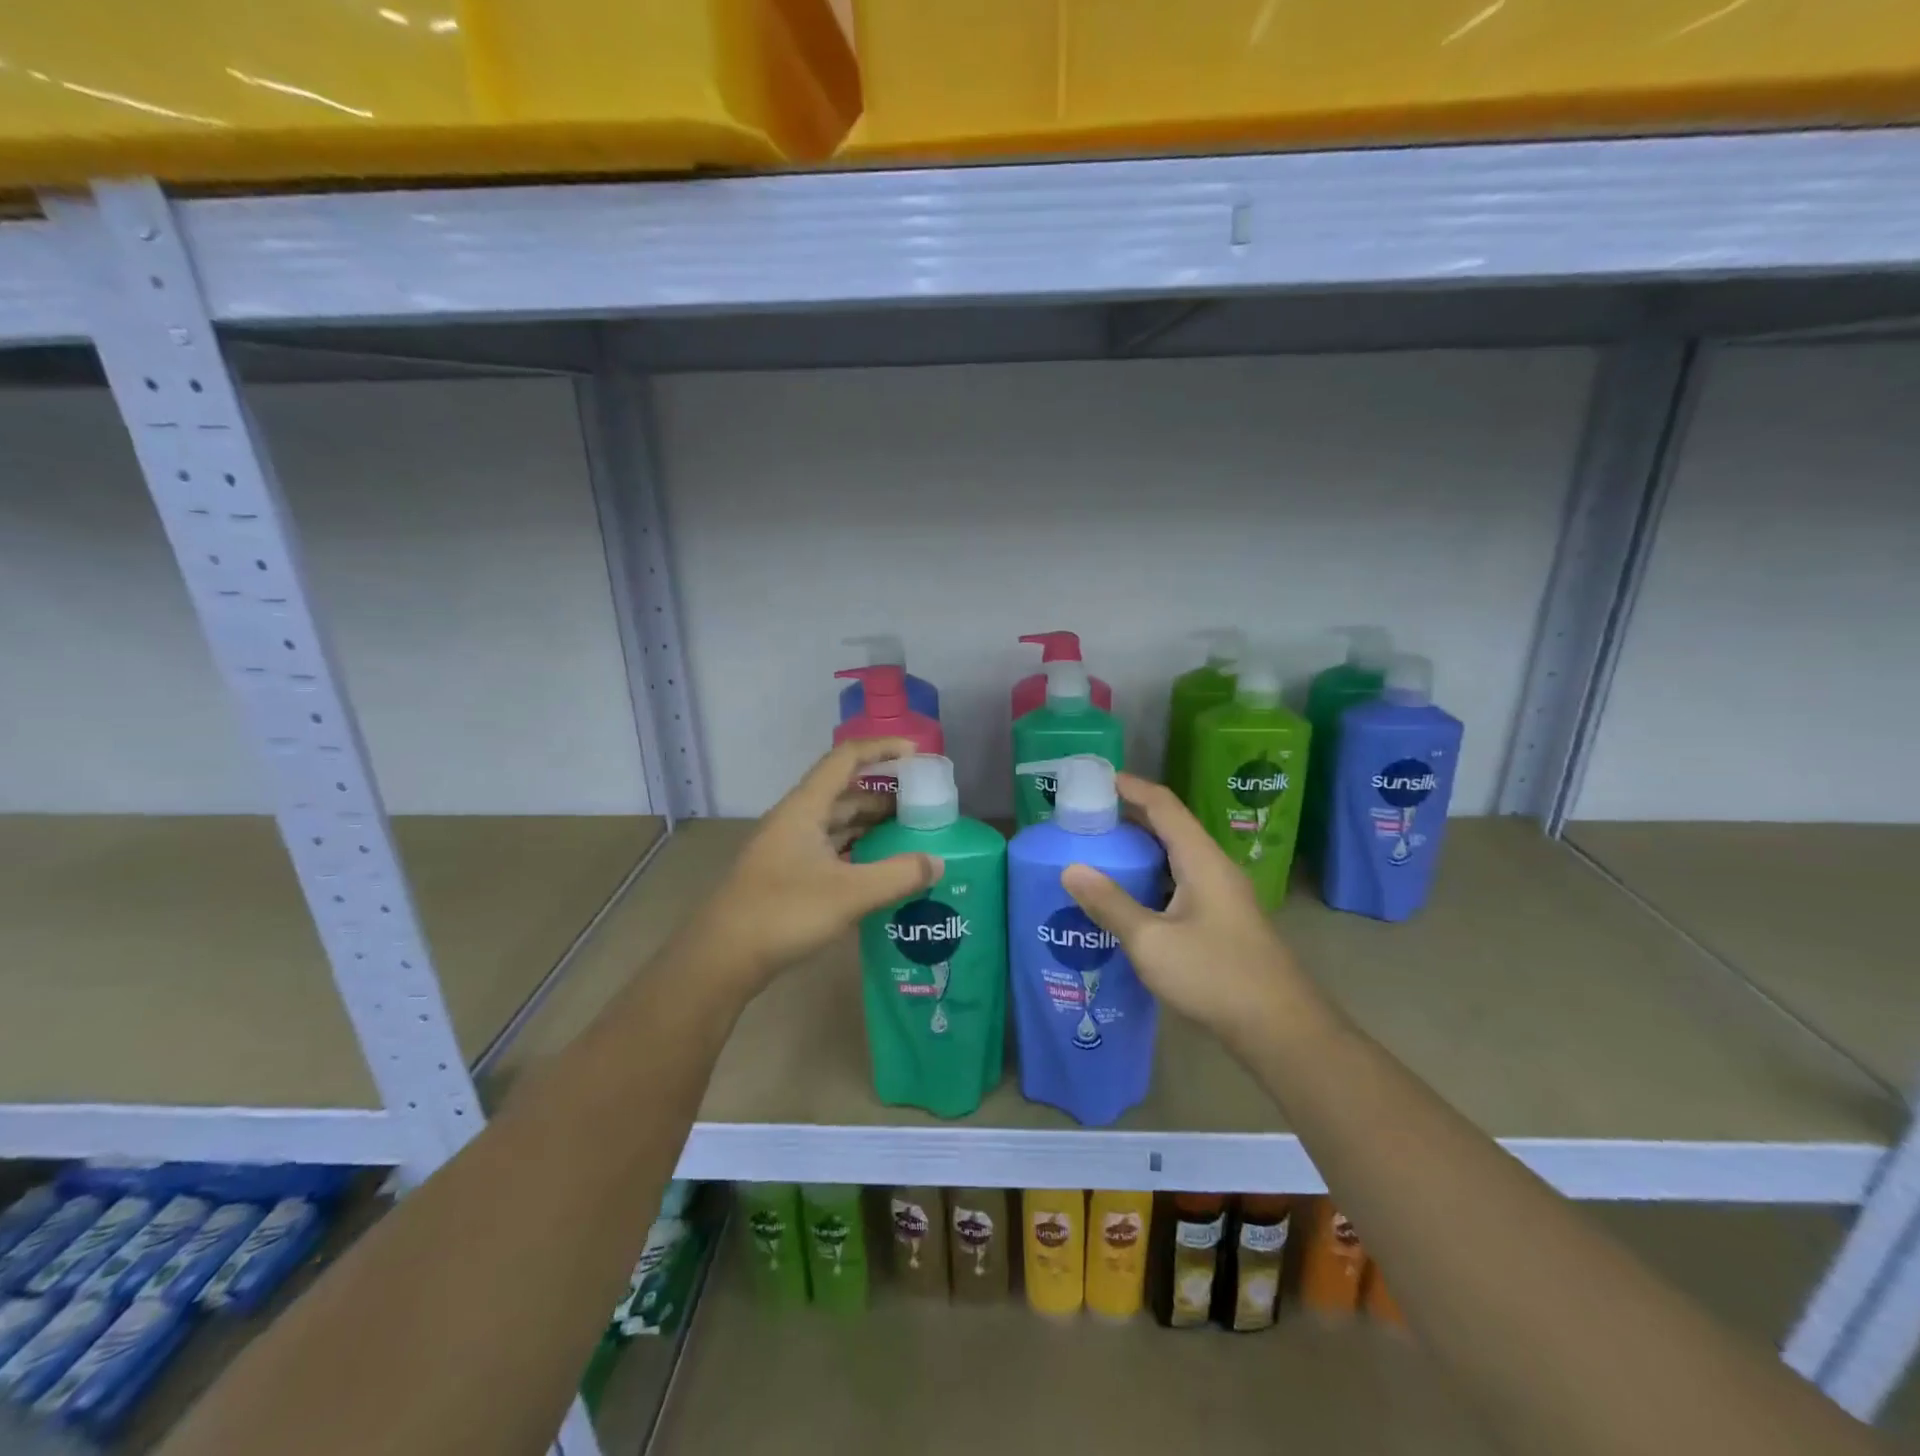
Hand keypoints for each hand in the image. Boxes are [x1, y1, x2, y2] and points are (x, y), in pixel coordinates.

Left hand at [690, 738, 942, 988]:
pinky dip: (857, 851)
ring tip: (909, 835)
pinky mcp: (787, 874)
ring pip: (836, 824)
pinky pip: (830, 850)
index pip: (846, 759)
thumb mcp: (849, 894)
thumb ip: (898, 876)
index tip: (917, 754)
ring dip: (871, 825)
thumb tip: (937, 862)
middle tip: (923, 806)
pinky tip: (879, 869)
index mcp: (805, 808)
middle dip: (884, 794)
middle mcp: (795, 820)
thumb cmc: (784, 913)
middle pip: (844, 793)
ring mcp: (788, 848)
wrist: (721, 958)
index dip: (882, 749)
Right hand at [1061, 773, 1309, 1050]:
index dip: (1130, 787)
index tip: (1094, 779)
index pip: (1164, 805)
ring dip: (1140, 849)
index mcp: (1201, 860)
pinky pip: (1180, 882)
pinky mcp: (1221, 920)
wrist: (1280, 1029)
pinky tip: (1128, 898)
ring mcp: (1221, 895)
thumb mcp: (1151, 941)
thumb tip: (1070, 868)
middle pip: (1170, 827)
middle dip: (1129, 816)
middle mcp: (1214, 868)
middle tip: (1086, 817)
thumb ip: (1110, 904)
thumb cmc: (1214, 975)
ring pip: (1175, 857)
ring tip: (1099, 852)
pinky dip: (1151, 877)